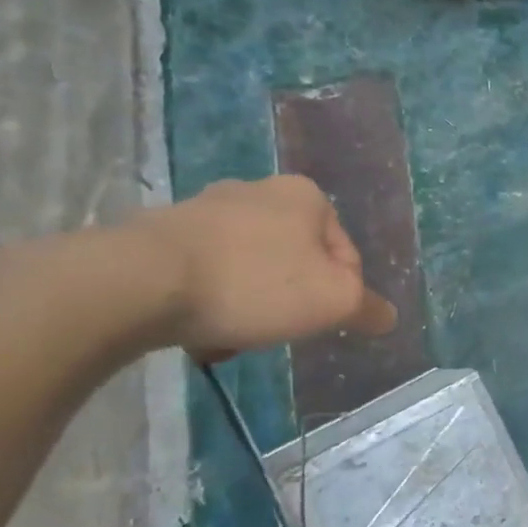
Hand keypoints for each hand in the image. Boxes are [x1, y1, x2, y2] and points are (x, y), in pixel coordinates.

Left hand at [129, 176, 396, 357]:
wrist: (141, 282)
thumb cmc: (256, 283)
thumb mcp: (334, 301)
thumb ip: (367, 308)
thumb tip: (386, 317)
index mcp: (306, 196)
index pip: (345, 255)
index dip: (340, 296)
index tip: (317, 322)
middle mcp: (258, 190)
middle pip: (296, 261)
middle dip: (291, 299)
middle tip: (279, 330)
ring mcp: (205, 208)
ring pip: (251, 269)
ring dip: (250, 303)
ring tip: (235, 335)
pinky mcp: (160, 232)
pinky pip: (206, 273)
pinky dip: (210, 300)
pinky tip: (200, 328)